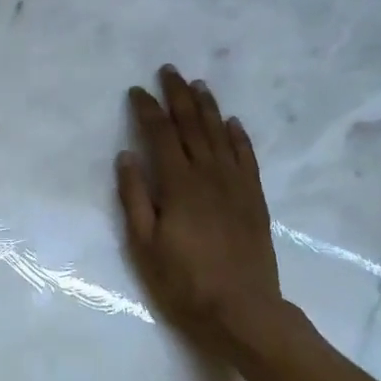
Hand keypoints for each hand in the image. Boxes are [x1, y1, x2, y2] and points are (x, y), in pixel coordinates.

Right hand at [116, 66, 295, 345]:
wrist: (242, 310)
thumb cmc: (184, 282)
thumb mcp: (144, 245)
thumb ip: (134, 198)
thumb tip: (126, 156)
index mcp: (179, 185)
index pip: (161, 135)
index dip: (148, 110)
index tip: (136, 91)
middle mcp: (210, 176)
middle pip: (193, 126)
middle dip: (179, 96)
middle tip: (170, 71)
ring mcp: (236, 186)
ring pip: (221, 135)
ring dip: (209, 108)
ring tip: (199, 85)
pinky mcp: (254, 200)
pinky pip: (247, 157)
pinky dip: (239, 136)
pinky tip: (233, 123)